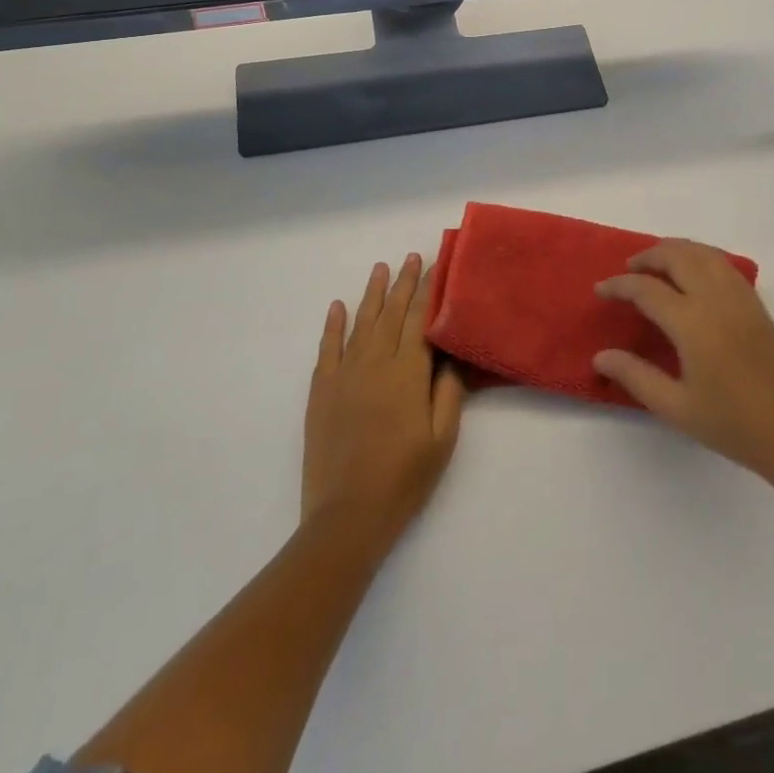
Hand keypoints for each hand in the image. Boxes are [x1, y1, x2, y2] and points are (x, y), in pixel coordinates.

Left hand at [302, 254, 464, 552]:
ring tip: (382, 268)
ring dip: (373, 294)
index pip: (420, 320)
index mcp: (407, 372)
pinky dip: (333, 324)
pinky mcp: (322, 391)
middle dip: (405, 283)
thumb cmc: (403, 479)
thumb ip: (449, 392)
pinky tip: (338, 306)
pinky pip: (328, 348)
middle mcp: (375, 362)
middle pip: (392, 314)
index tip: (436, 266)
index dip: (429, 291)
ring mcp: (344, 374)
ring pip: (362, 322)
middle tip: (412, 257)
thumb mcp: (442, 439)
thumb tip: (451, 354)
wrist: (346, 517)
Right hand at [593, 239, 773, 487]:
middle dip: (648, 256)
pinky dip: (699, 256)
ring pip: (703, 252)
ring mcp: (740, 297)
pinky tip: (692, 275)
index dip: (619, 285)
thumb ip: (635, 376)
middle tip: (627, 271)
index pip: (647, 288)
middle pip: (677, 256)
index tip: (600, 290)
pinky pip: (722, 263)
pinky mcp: (756, 304)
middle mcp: (716, 298)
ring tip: (655, 265)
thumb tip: (600, 355)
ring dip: (674, 250)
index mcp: (692, 322)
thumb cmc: (732, 425)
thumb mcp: (675, 407)